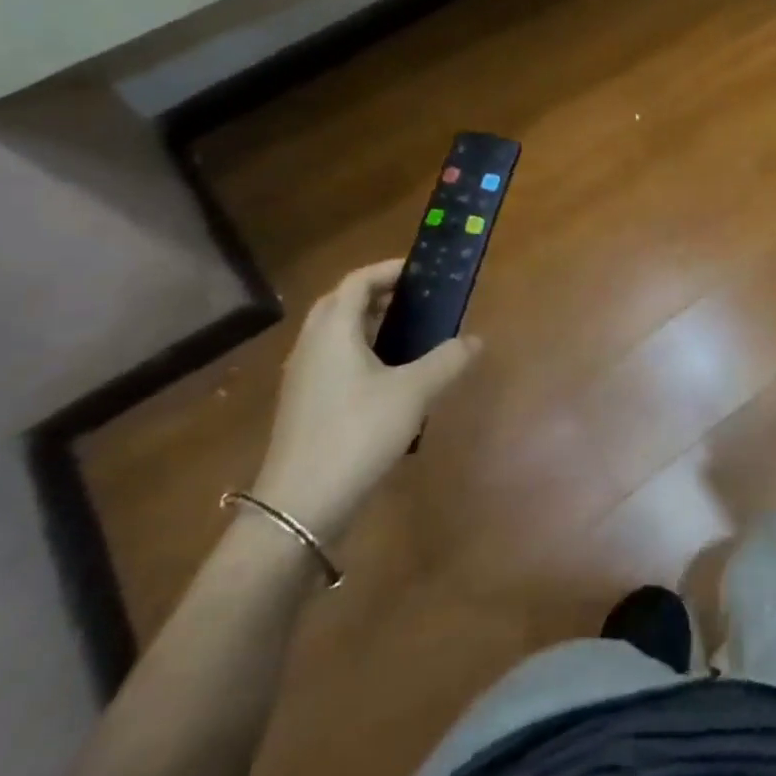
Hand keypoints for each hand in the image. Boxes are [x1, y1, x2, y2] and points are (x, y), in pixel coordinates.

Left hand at [250, 262, 478, 545]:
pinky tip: (389, 378)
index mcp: (333, 330)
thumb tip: (475, 340)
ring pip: (335, 334)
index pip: (357, 281)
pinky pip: (333, 360)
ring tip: (409, 333)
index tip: (421, 271)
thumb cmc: (358, 433)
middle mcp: (312, 345)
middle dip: (377, 294)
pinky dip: (360, 352)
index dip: (388, 270)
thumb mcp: (414, 393)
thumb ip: (447, 361)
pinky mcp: (304, 406)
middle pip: (341, 303)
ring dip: (368, 324)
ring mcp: (304, 378)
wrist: (300, 506)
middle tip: (415, 299)